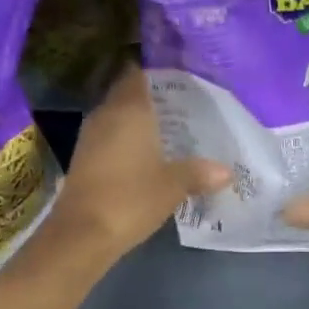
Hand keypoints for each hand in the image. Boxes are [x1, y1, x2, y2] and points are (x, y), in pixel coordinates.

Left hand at [48, 63, 229, 259]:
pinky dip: (128, 141)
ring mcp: (90, 137)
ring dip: (140, 123)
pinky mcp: (84, 159)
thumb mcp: (173, 186)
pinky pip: (110, 138)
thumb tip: (227, 171)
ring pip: (118, 118)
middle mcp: (106, 115)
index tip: (181, 82)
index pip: (139, 75)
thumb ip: (199, 173)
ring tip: (171, 132)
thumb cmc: (131, 198)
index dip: (158, 75)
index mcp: (129, 110)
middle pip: (129, 95)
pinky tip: (148, 156)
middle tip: (184, 109)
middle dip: (153, 100)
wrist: (82, 233)